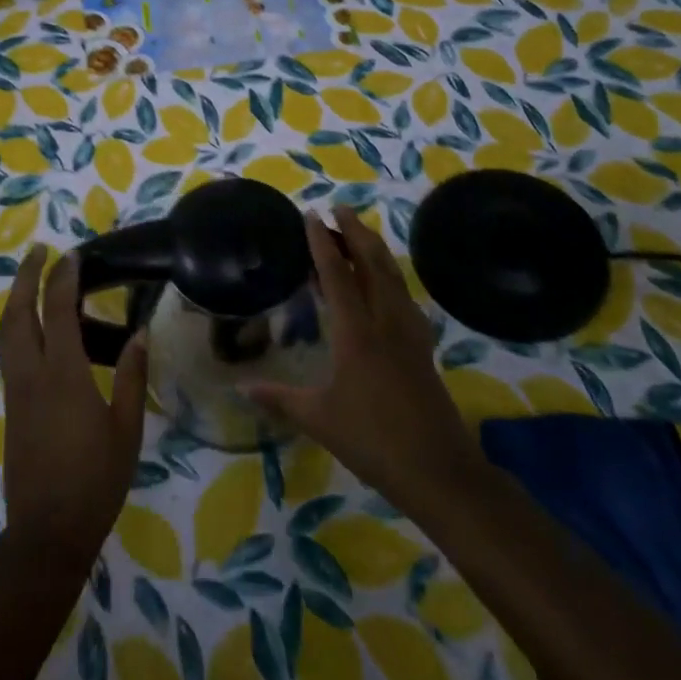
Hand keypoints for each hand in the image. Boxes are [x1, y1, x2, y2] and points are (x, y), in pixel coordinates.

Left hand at [0, 247, 149, 565]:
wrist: (48, 531)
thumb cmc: (96, 480)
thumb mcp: (127, 429)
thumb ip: (133, 378)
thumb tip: (140, 334)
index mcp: (63, 375)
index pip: (58, 311)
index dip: (63, 278)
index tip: (72, 254)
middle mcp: (32, 374)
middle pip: (18, 313)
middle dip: (25, 277)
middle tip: (39, 252)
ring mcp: (16, 390)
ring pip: (6, 332)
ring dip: (16, 299)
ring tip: (31, 280)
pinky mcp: (11, 406)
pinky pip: (9, 351)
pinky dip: (16, 325)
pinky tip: (32, 328)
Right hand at [242, 208, 479, 518]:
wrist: (439, 470)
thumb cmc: (373, 440)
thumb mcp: (318, 419)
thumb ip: (279, 398)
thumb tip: (241, 387)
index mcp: (357, 333)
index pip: (337, 275)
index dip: (322, 243)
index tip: (312, 215)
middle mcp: (385, 322)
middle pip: (372, 264)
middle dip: (355, 233)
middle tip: (339, 209)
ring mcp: (409, 333)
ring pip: (393, 278)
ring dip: (376, 250)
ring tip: (361, 234)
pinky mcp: (423, 348)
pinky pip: (405, 298)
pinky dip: (392, 278)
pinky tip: (389, 286)